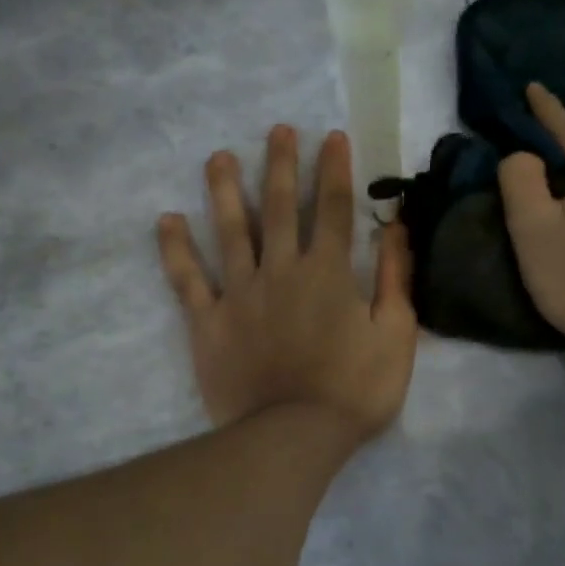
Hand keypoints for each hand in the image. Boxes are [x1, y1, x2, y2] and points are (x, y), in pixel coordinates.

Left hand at [158, 126, 417, 441]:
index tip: (331, 137)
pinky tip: (167, 220)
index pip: (332, 209)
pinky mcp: (208, 321)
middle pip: (278, 207)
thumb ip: (396, 279)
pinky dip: (176, 250)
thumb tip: (396, 228)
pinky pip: (188, 280)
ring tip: (218, 157)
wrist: (293, 436)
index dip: (333, 170)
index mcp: (327, 272)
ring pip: (230, 231)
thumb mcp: (397, 336)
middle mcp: (280, 270)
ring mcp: (239, 293)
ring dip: (224, 191)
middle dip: (280, 164)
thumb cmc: (354, 390)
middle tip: (277, 129)